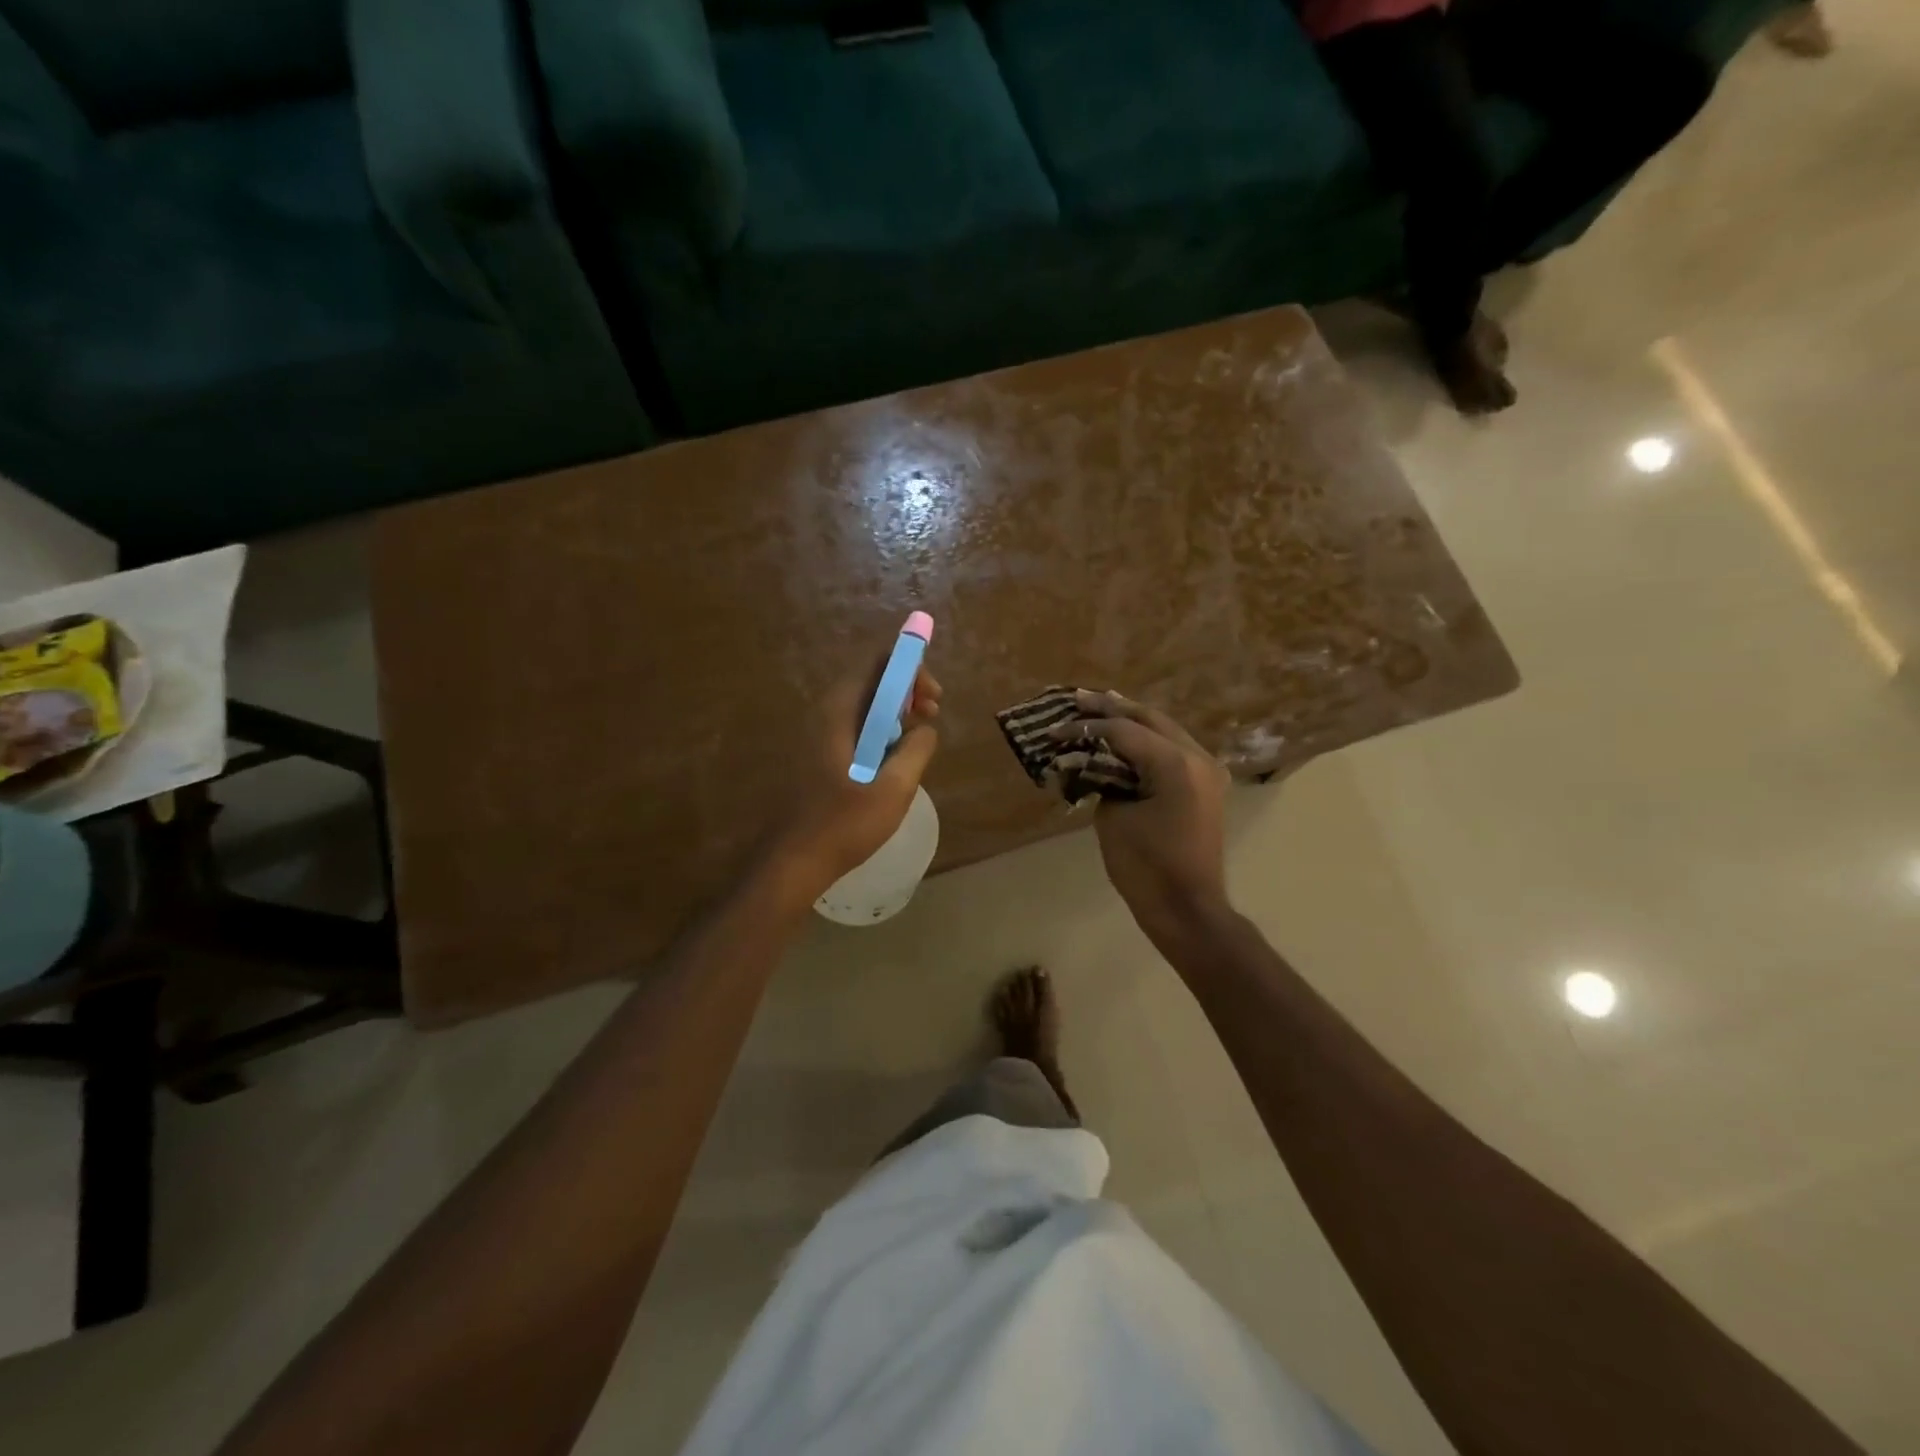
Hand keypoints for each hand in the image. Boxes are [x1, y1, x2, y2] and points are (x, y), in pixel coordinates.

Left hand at [768, 658, 941, 900]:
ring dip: (894, 713)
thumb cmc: (844, 824)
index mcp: (838, 712)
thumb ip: (916, 749)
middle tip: (931, 715)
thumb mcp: (894, 787)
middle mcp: (824, 714)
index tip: (932, 699)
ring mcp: (818, 735)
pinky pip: (854, 728)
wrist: (793, 861)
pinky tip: (893, 761)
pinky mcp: (818, 756)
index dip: (910, 668)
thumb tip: (925, 729)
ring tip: (917, 739)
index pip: (876, 662)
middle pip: (870, 680)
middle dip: (906, 691)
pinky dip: (879, 732)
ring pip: (863, 706)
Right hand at [1051, 690, 1230, 940]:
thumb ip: (1104, 780)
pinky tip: (1126, 735)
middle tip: (1080, 697)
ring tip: (1101, 705)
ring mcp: (1206, 771)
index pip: (1123, 731)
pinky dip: (1147, 740)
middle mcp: (1196, 758)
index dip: (1086, 727)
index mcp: (1175, 764)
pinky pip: (1173, 749)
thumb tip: (1097, 765)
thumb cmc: (1147, 868)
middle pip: (1150, 719)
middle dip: (1112, 708)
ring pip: (1165, 730)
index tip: (1054, 728)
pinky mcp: (1204, 786)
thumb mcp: (1113, 819)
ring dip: (1132, 719)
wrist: (1187, 909)